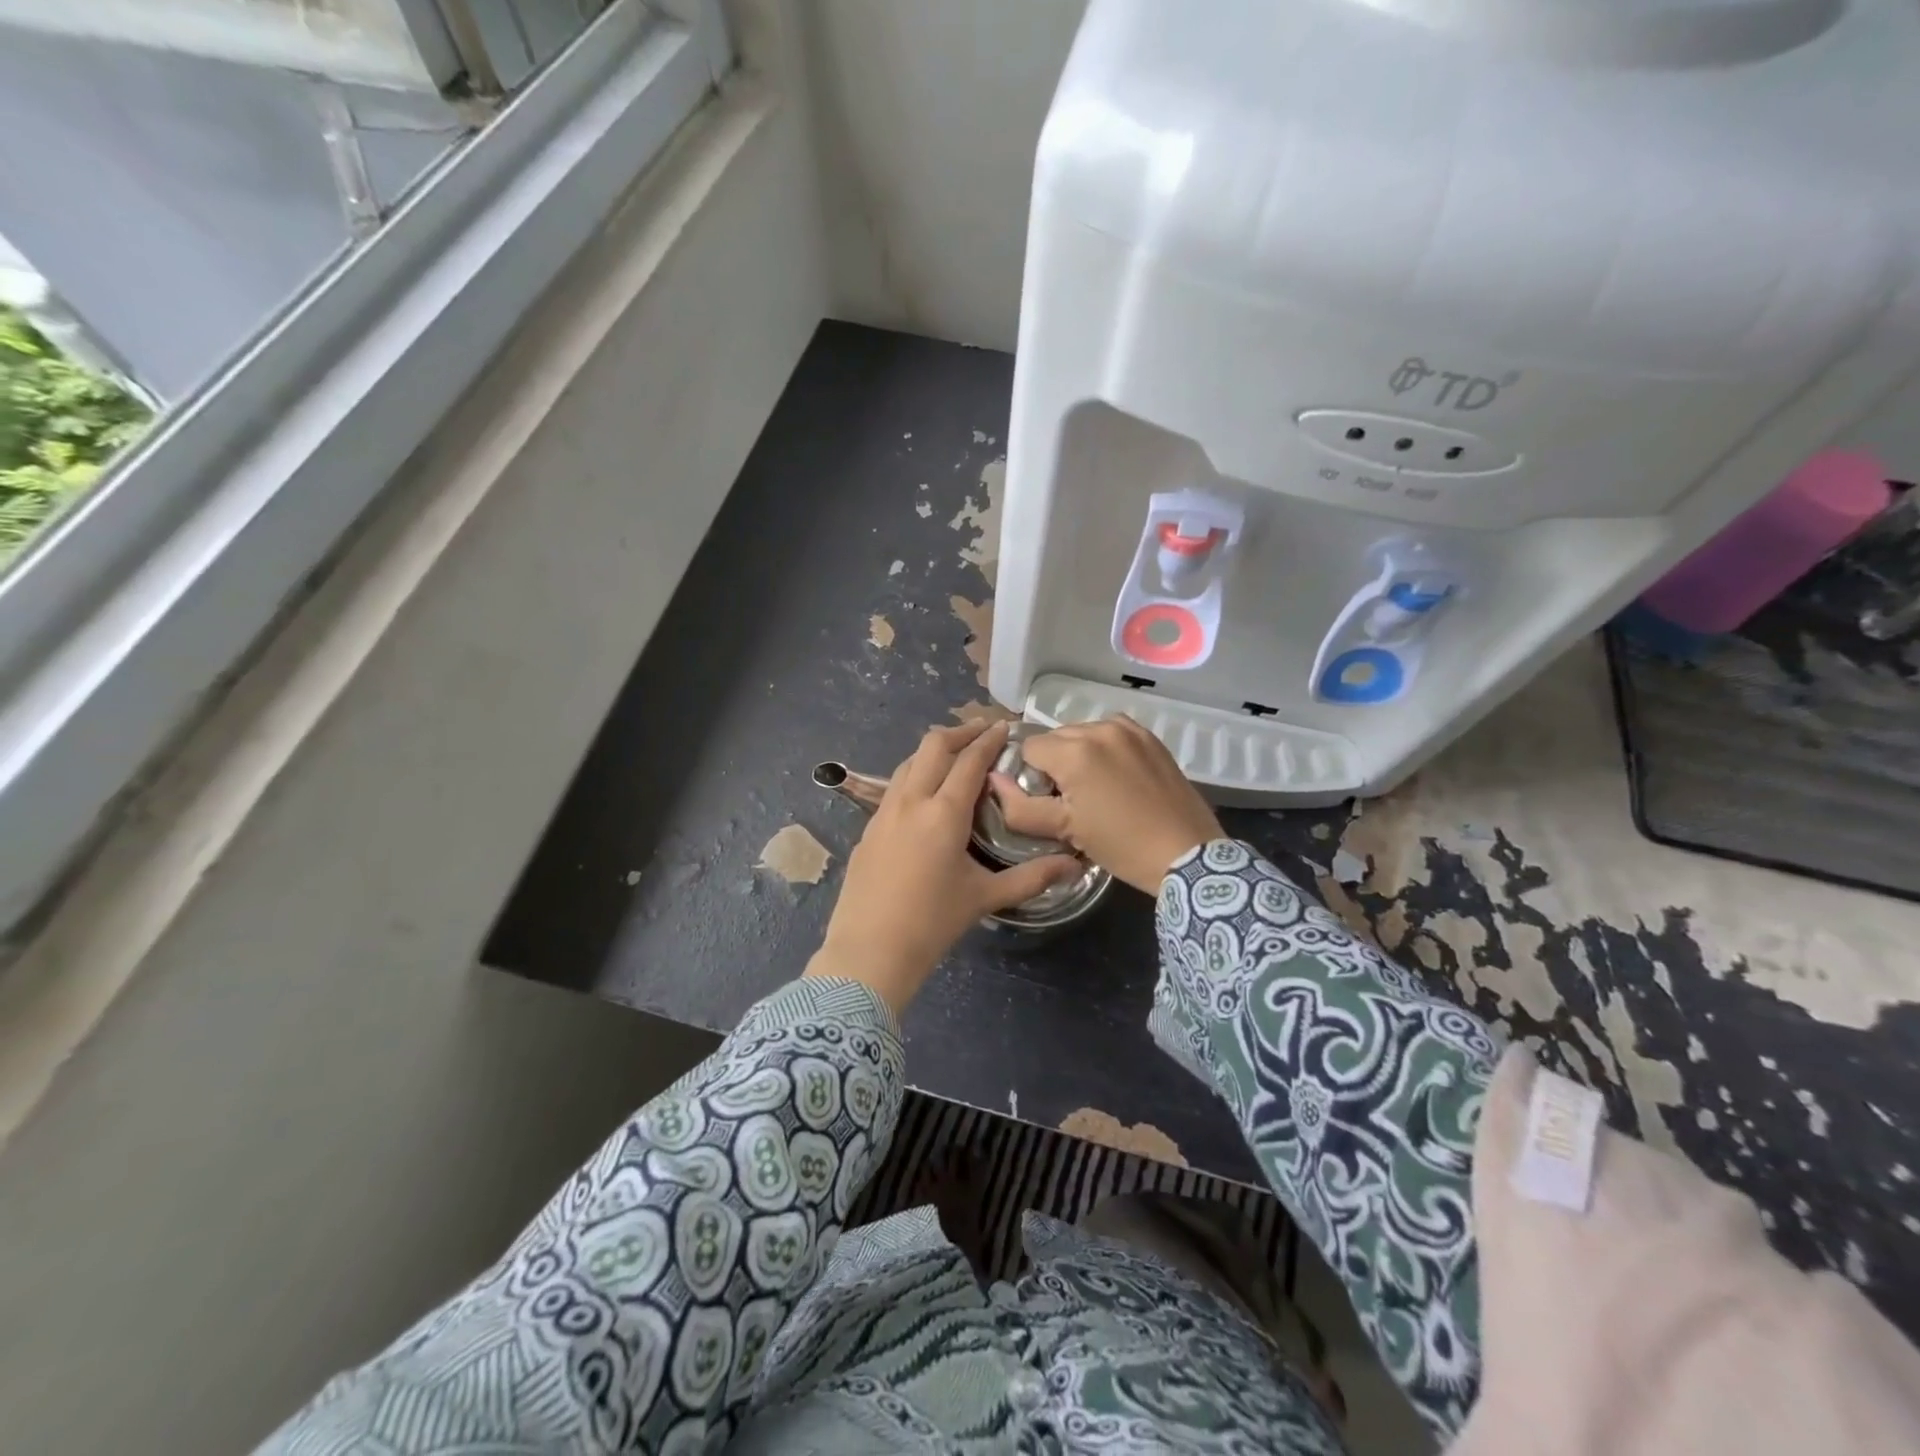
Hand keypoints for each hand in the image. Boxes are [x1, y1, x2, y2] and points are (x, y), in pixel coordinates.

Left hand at [807, 721, 1080, 1011]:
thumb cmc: (932, 922)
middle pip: (933, 746)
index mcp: (943, 812)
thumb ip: (1032, 877)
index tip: (1004, 726)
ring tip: (955, 756)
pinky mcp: (869, 828)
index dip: (989, 739)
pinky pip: (895, 786)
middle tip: (982, 731)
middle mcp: (911, 801)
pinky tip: (925, 794)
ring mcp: (884, 812)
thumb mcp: (985, 897)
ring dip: (934, 750)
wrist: (869, 950)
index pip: (970, 760)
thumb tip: (1075, 865)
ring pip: (909, 762)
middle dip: (960, 732)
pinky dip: (916, 773)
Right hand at [991, 717, 1224, 893]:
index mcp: (1074, 750)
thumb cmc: (1120, 845)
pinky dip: (1106, 750)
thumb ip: (1019, 806)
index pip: (1029, 748)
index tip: (1049, 802)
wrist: (1186, 854)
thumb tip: (993, 779)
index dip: (1031, 776)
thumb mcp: (1064, 830)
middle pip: (1056, 738)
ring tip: (1097, 790)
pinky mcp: (1150, 738)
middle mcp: (1100, 728)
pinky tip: (1117, 778)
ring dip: (1080, 755)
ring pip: (1083, 734)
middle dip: (1055, 764)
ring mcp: (1129, 730)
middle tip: (1072, 801)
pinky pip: (1112, 734)